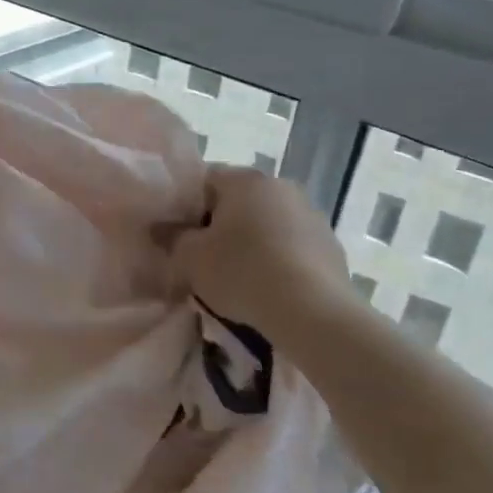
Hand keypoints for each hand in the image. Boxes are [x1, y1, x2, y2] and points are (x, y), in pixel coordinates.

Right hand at [167, 164, 360, 336]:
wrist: (313, 312)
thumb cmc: (242, 273)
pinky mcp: (331, 245)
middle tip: (205, 258)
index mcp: (245, 180)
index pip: (206, 179)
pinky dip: (278, 259)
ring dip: (252, 242)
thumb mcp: (190, 258)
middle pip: (238, 200)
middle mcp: (281, 186)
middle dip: (220, 225)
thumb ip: (172, 238)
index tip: (180, 235)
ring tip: (239, 277)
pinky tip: (269, 287)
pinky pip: (292, 246)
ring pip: (267, 223)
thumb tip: (160, 228)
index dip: (188, 205)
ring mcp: (311, 214)